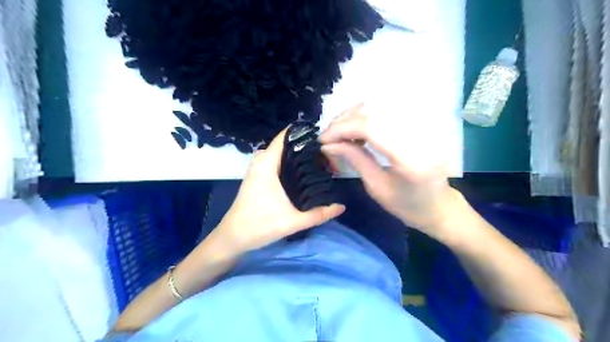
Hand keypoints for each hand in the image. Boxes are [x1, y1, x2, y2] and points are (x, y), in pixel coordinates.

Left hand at [215, 128, 345, 252]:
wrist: (233, 237)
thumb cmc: (260, 226)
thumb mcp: (293, 221)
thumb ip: (319, 214)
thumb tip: (342, 207)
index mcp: (267, 165)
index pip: (284, 137)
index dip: (303, 133)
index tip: (322, 135)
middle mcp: (260, 162)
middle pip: (284, 144)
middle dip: (303, 145)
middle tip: (325, 151)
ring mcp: (257, 169)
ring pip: (279, 153)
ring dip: (295, 154)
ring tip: (317, 159)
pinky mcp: (256, 176)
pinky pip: (274, 161)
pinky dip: (287, 162)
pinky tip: (301, 171)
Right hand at [320, 105, 468, 242]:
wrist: (439, 205)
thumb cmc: (407, 205)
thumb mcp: (376, 187)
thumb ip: (354, 159)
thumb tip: (327, 145)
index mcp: (410, 159)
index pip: (371, 128)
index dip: (343, 128)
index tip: (323, 139)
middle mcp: (420, 135)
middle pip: (375, 112)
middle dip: (345, 120)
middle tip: (328, 135)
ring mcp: (423, 127)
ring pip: (380, 106)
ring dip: (354, 116)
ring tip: (339, 132)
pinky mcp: (420, 124)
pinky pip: (388, 111)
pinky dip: (367, 116)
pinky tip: (357, 130)